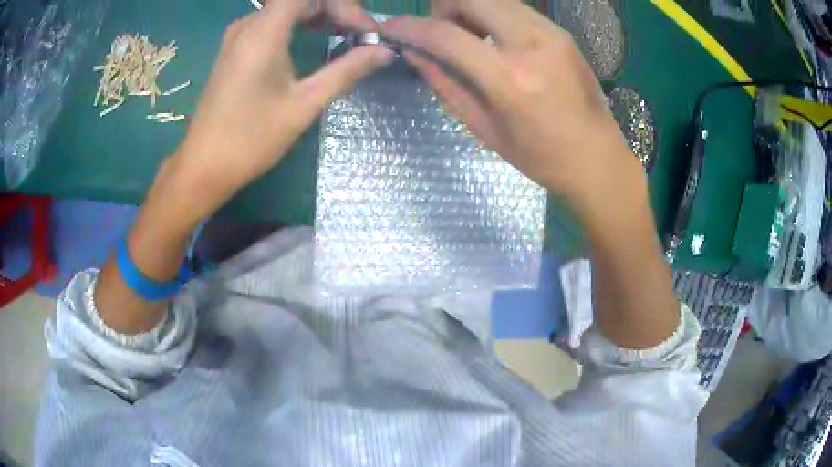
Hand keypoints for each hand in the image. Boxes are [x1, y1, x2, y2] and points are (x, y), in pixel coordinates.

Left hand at [167, 0, 393, 224]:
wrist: (203, 167)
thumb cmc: (250, 139)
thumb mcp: (303, 104)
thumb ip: (345, 71)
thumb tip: (384, 52)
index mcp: (263, 31)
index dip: (343, 6)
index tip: (364, 32)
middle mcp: (248, 24)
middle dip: (335, 10)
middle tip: (360, 35)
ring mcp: (238, 36)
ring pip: (286, 9)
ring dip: (319, 16)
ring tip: (344, 37)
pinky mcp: (234, 50)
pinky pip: (272, 22)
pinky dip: (299, 25)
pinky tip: (314, 42)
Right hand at [381, 2, 642, 217]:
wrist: (598, 158)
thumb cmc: (540, 156)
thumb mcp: (484, 128)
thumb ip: (445, 84)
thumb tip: (413, 53)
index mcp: (510, 79)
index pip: (446, 35)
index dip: (411, 27)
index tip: (391, 28)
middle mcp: (532, 44)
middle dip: (444, 8)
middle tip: (441, 32)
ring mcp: (551, 33)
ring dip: (469, 9)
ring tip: (469, 37)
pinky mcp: (562, 32)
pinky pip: (515, 8)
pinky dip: (493, 15)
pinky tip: (496, 41)